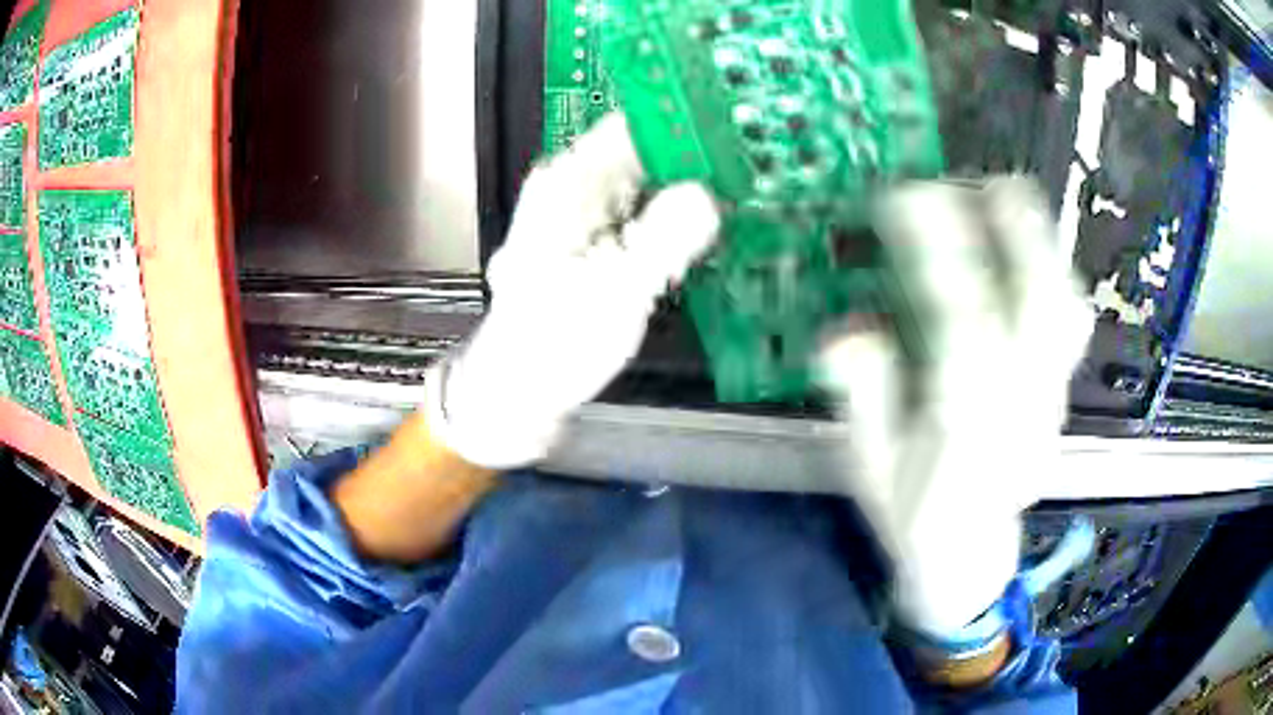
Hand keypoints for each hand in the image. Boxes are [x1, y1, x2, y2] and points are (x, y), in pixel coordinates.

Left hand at [424, 115, 720, 468]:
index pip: (634, 127)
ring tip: (740, 200)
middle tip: (752, 174)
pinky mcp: (599, 240)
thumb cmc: (553, 341)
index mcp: (570, 184)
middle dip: (698, 162)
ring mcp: (588, 214)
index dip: (686, 126)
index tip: (737, 134)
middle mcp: (576, 188)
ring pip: (651, 184)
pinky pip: (646, 214)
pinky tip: (707, 233)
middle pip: (648, 153)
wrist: (523, 385)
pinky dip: (676, 220)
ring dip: (691, 192)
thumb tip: (709, 195)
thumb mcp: (615, 290)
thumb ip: (664, 238)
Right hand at [819, 178, 1092, 638]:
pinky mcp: (1062, 394)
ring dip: (1042, 242)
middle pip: (1041, 305)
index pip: (962, 320)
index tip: (903, 193)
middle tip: (977, 178)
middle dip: (1015, 230)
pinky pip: (1071, 322)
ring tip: (1009, 196)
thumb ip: (863, 399)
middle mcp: (1023, 407)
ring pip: (1066, 308)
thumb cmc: (914, 515)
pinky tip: (1032, 246)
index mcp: (969, 429)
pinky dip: (1055, 271)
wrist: (970, 558)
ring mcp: (1052, 398)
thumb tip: (844, 328)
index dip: (936, 248)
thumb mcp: (869, 468)